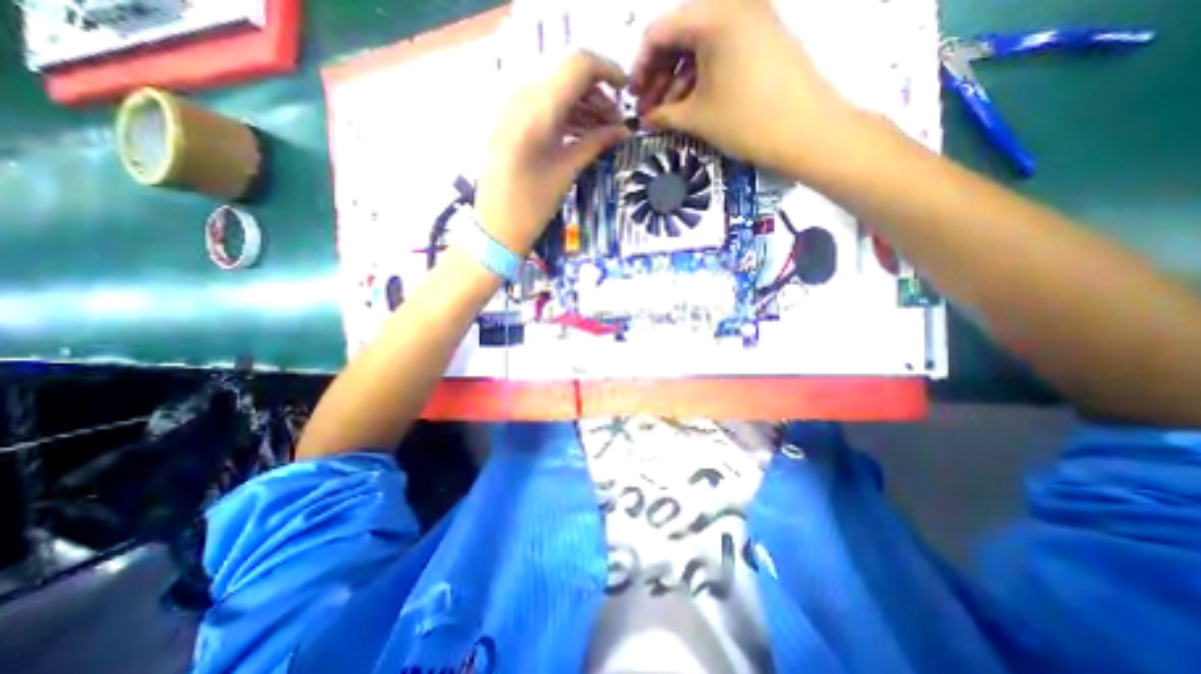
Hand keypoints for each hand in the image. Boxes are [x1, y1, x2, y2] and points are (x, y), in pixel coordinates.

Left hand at [475, 51, 630, 253]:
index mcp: (537, 109)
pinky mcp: (508, 118)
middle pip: (567, 74)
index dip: (608, 71)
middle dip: (597, 92)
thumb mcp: (567, 171)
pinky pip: (541, 102)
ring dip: (582, 103)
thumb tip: (623, 130)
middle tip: (615, 122)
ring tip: (603, 130)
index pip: (579, 66)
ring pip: (555, 88)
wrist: (496, 226)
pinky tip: (582, 131)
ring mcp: (511, 105)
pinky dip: (564, 112)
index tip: (626, 93)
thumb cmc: (532, 206)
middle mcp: (520, 95)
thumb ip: (596, 143)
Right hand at [629, 0, 874, 177]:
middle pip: (680, 35)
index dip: (640, 66)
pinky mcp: (764, 37)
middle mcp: (733, 5)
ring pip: (701, 44)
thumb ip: (663, 114)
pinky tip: (693, 102)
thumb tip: (645, 118)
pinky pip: (722, 49)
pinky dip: (702, 75)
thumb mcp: (696, 118)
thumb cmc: (745, 121)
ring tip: (670, 113)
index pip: (658, 31)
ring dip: (679, 78)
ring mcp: (752, 18)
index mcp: (712, 15)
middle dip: (659, 74)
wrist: (806, 131)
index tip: (634, 96)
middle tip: (650, 108)